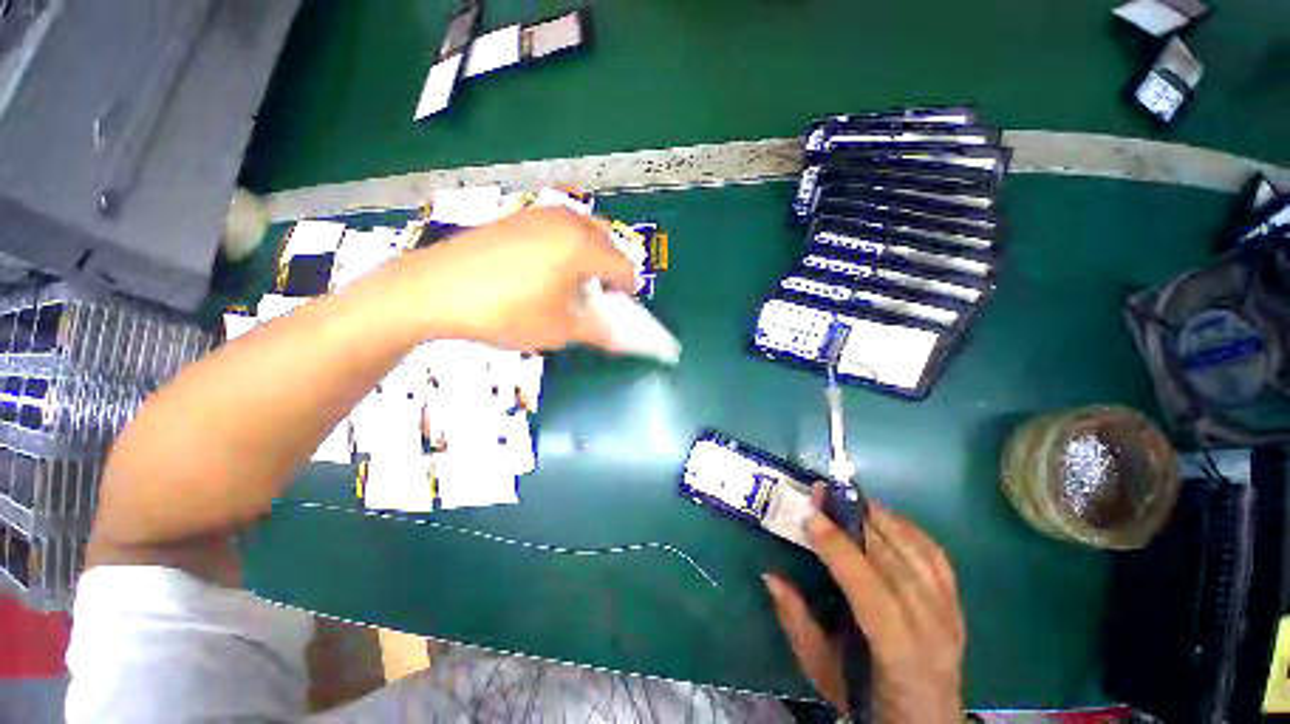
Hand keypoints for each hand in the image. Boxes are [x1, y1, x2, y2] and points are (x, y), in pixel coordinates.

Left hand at [400, 208, 635, 351]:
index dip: (627, 292)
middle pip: (607, 243)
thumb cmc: (506, 312)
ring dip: (588, 256)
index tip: (620, 311)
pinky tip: (543, 271)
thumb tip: (623, 341)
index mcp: (583, 246)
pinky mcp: (517, 216)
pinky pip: (556, 228)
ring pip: (582, 231)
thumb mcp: (558, 329)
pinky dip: (564, 247)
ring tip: (570, 284)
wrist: (434, 289)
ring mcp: (539, 214)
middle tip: (596, 297)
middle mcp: (567, 221)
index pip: (623, 267)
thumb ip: (598, 331)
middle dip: (609, 270)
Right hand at [764, 494, 964, 722]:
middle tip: (822, 494)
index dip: (841, 552)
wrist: (926, 723)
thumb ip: (797, 623)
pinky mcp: (956, 605)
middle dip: (855, 522)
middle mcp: (934, 632)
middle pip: (897, 565)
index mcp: (901, 658)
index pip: (874, 595)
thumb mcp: (823, 672)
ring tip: (847, 497)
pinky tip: (885, 516)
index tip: (812, 518)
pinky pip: (936, 556)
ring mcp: (951, 615)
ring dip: (881, 518)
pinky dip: (909, 529)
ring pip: (918, 554)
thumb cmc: (868, 702)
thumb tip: (771, 576)